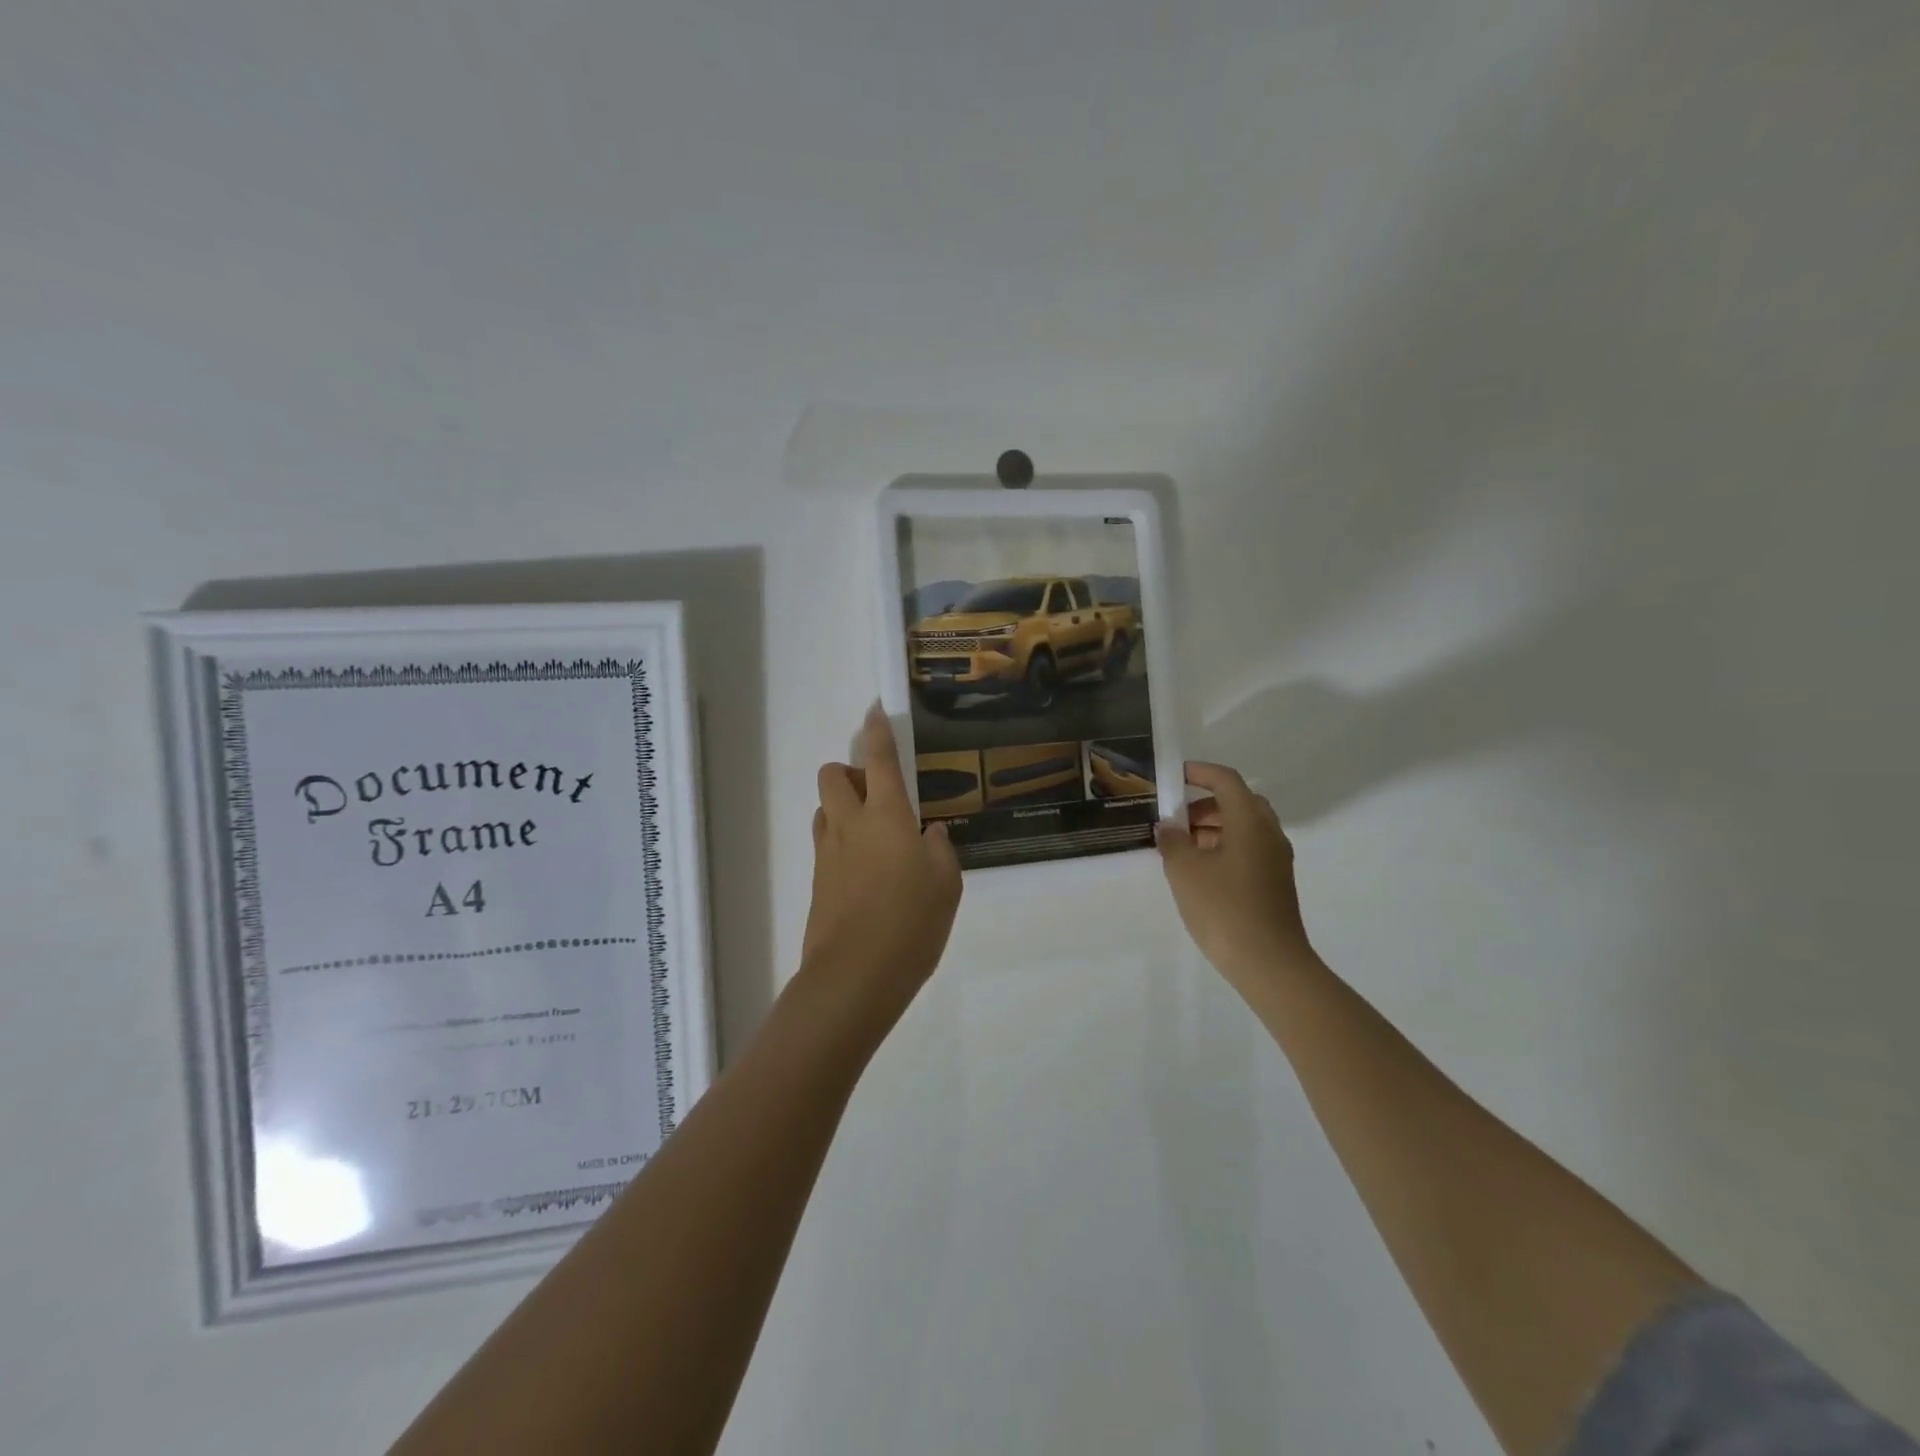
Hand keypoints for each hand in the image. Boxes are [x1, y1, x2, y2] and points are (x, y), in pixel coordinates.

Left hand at [801, 706, 962, 1014]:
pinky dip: (842, 841)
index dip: (877, 730)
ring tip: (875, 835)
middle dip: (850, 772)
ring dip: (843, 807)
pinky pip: (826, 843)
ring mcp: (827, 852)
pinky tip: (868, 872)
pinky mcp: (818, 880)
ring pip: (825, 808)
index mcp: (887, 814)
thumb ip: (940, 849)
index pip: (879, 758)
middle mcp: (850, 823)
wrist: (855, 975)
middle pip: (832, 775)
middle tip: (880, 795)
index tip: (876, 711)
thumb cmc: (911, 922)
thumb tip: (930, 834)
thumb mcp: (947, 884)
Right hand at [1157, 762, 1314, 982]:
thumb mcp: (1185, 870)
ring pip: (1243, 828)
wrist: (1269, 964)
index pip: (1226, 781)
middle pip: (1237, 802)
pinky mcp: (1274, 883)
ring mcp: (1275, 860)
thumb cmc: (1224, 908)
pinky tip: (1199, 871)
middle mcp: (1268, 834)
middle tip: (1175, 818)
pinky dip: (1222, 848)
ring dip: (1212, 828)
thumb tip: (1168, 827)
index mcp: (1250, 822)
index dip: (1199, 772)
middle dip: (1204, 804)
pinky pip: (1247, 850)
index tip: (1173, 776)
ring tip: (1180, 847)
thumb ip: (1172, 841)